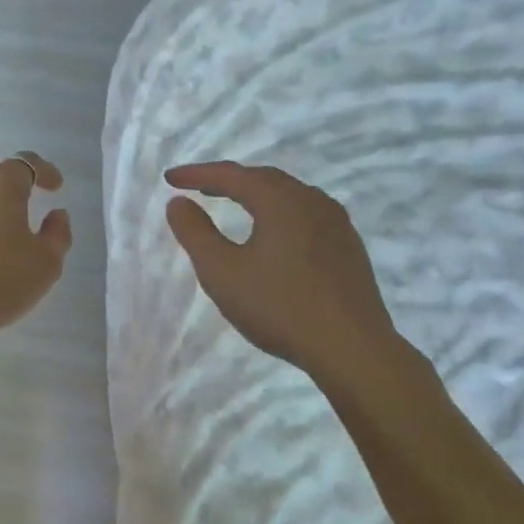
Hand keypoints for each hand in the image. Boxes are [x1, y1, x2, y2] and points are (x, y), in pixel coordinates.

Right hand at [164, 162, 396, 379]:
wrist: (352, 349)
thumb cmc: (279, 307)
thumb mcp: (222, 272)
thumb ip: (195, 233)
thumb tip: (178, 202)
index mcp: (280, 200)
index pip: (231, 175)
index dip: (197, 174)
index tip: (170, 179)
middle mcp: (310, 200)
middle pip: (263, 178)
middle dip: (228, 179)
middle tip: (200, 187)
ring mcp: (336, 222)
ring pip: (288, 194)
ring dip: (256, 193)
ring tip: (233, 203)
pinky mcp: (348, 245)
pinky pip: (306, 213)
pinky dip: (279, 211)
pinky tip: (274, 232)